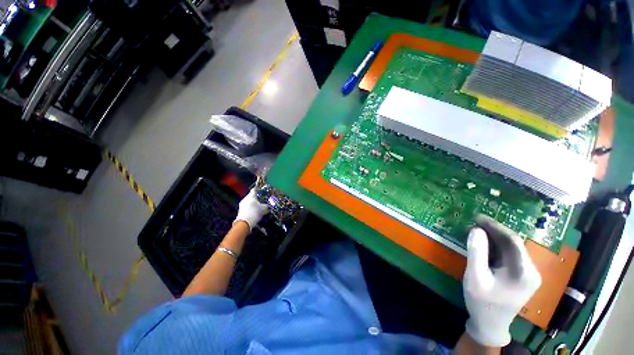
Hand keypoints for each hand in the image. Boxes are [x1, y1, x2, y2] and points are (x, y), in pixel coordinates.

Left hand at [234, 189, 268, 229]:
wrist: (244, 223)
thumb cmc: (255, 212)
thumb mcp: (264, 209)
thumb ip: (267, 206)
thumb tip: (269, 205)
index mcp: (251, 196)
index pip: (255, 190)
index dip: (260, 190)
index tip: (263, 192)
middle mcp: (245, 198)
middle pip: (252, 196)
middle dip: (257, 198)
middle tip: (262, 200)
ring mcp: (242, 204)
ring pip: (249, 201)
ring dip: (254, 203)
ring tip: (259, 206)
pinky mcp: (240, 210)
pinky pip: (247, 207)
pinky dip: (251, 208)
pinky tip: (255, 211)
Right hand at [463, 215, 541, 346]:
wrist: (490, 324)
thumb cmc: (482, 302)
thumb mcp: (475, 277)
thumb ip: (476, 253)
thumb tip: (476, 230)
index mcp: (524, 272)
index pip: (512, 241)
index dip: (495, 226)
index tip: (477, 217)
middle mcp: (531, 270)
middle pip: (513, 243)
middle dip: (493, 230)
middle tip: (473, 222)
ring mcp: (527, 273)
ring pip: (511, 248)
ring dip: (493, 237)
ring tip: (475, 230)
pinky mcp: (521, 275)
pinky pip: (509, 255)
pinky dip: (495, 246)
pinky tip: (483, 243)